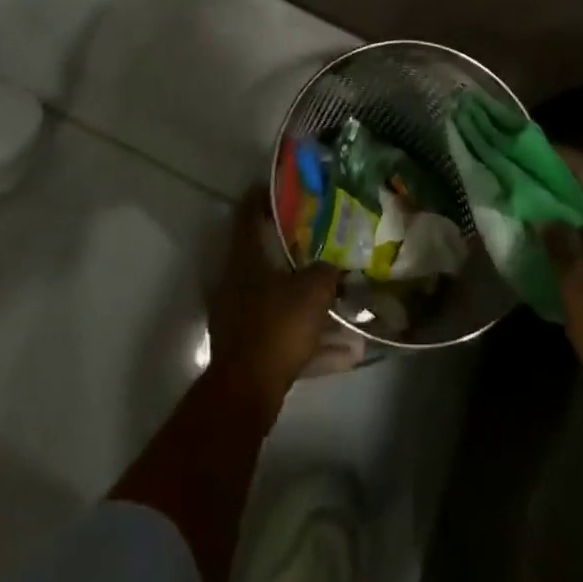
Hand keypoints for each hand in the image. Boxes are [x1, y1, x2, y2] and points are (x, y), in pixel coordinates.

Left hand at [207, 189, 340, 407]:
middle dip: (295, 255)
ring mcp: (238, 319)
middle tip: (321, 246)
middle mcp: (235, 283)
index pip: (248, 215)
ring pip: (279, 302)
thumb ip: (327, 271)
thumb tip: (334, 267)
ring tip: (346, 312)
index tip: (279, 189)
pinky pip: (284, 337)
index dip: (262, 198)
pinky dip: (311, 342)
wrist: (247, 392)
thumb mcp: (314, 289)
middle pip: (265, 259)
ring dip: (309, 307)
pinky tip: (346, 354)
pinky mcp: (248, 352)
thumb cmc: (278, 325)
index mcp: (245, 258)